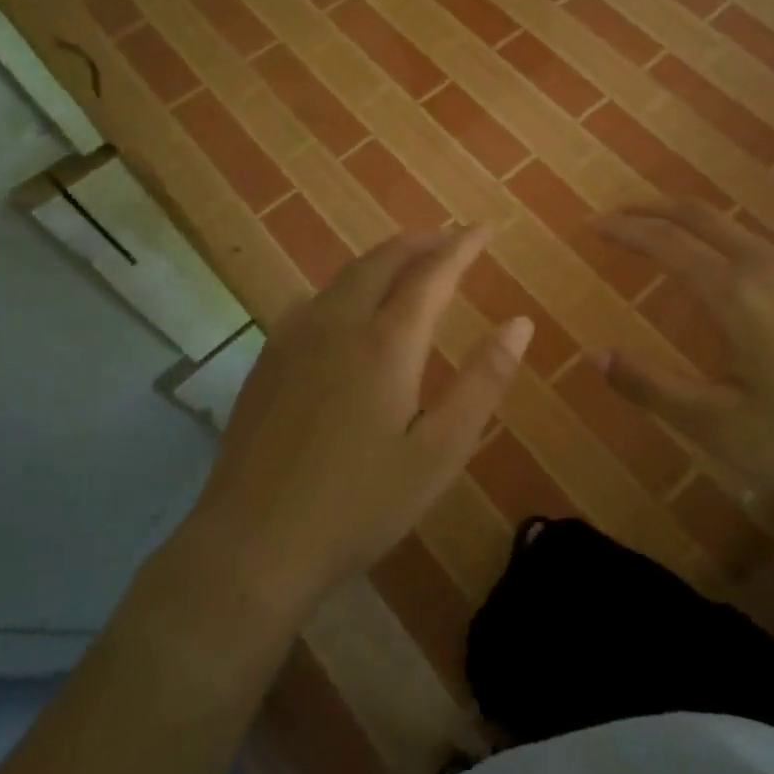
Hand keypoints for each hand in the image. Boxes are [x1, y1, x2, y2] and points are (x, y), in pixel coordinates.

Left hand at [182, 227, 531, 615]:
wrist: (254, 544)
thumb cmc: (360, 504)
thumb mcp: (440, 452)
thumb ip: (483, 382)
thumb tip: (520, 323)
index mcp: (386, 343)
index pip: (432, 274)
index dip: (461, 247)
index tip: (484, 228)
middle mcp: (339, 323)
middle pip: (384, 260)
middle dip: (421, 242)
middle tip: (450, 238)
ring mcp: (295, 337)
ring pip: (346, 275)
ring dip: (384, 258)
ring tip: (409, 261)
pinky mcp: (268, 358)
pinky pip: (316, 297)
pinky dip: (348, 283)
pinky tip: (349, 304)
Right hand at [591, 200, 773, 513]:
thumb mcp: (721, 427)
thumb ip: (653, 388)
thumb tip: (595, 355)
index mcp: (736, 294)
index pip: (666, 244)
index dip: (624, 231)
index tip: (591, 225)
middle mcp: (768, 270)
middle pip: (701, 217)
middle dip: (653, 208)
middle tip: (618, 214)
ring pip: (735, 231)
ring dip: (690, 225)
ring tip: (663, 240)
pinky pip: (760, 252)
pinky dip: (722, 245)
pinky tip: (727, 280)